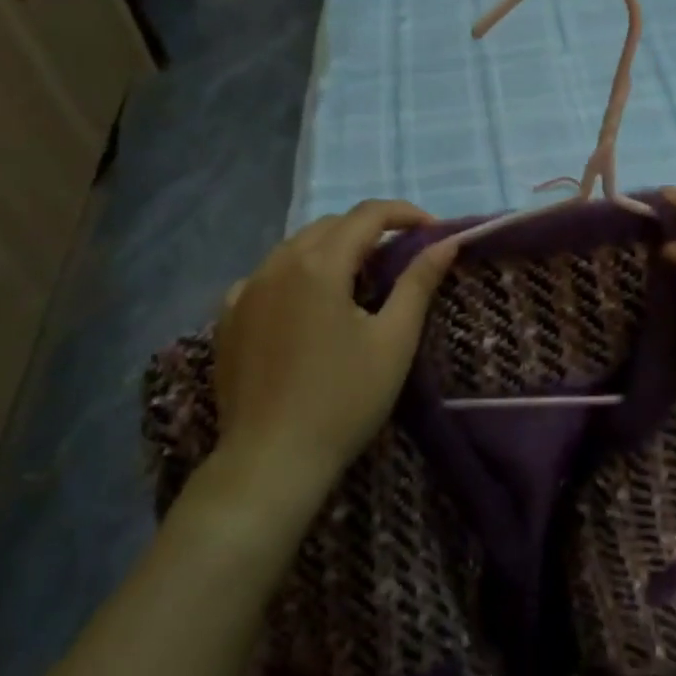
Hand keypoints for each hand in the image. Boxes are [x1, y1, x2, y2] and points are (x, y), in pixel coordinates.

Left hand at [201, 200, 457, 498]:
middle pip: (331, 226)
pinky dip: (297, 274)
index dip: (405, 214)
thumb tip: (446, 243)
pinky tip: (308, 303)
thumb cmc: (344, 400)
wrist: (272, 461)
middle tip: (402, 257)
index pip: (368, 215)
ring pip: (296, 247)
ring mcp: (246, 290)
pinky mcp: (229, 317)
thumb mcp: (394, 340)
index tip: (433, 230)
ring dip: (333, 249)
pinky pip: (267, 276)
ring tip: (360, 279)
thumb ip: (419, 282)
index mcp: (319, 264)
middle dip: (370, 230)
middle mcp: (277, 264)